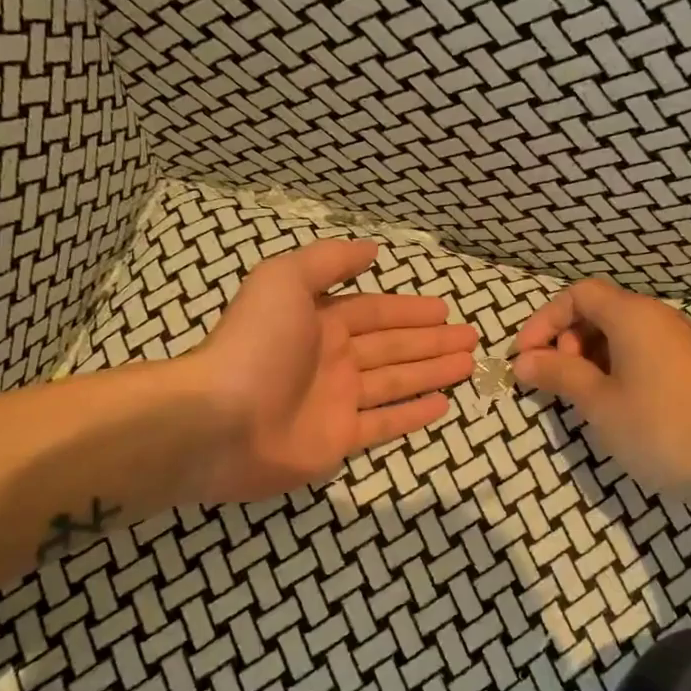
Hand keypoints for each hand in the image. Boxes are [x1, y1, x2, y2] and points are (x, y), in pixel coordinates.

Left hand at [183, 239, 477, 501]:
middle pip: (393, 347)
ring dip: (431, 372)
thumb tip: (373, 250)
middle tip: (472, 338)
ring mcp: (336, 402)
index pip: (376, 312)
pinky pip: (384, 424)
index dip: (411, 309)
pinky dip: (413, 414)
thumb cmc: (255, 345)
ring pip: (395, 382)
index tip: (446, 309)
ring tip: (468, 365)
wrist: (219, 421)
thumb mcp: (284, 281)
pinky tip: (442, 405)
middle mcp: (332, 359)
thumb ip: (328, 262)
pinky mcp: (338, 440)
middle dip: (431, 341)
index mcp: (320, 322)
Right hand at [511, 278, 690, 507]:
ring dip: (590, 357)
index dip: (545, 321)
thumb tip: (522, 361)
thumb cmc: (660, 429)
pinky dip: (616, 368)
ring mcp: (681, 343)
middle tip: (556, 380)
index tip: (525, 357)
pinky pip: (643, 353)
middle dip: (566, 339)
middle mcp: (659, 319)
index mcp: (634, 316)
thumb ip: (559, 374)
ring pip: (622, 335)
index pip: (579, 295)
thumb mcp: (599, 403)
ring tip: (581, 397)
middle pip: (600, 311)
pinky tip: (615, 405)